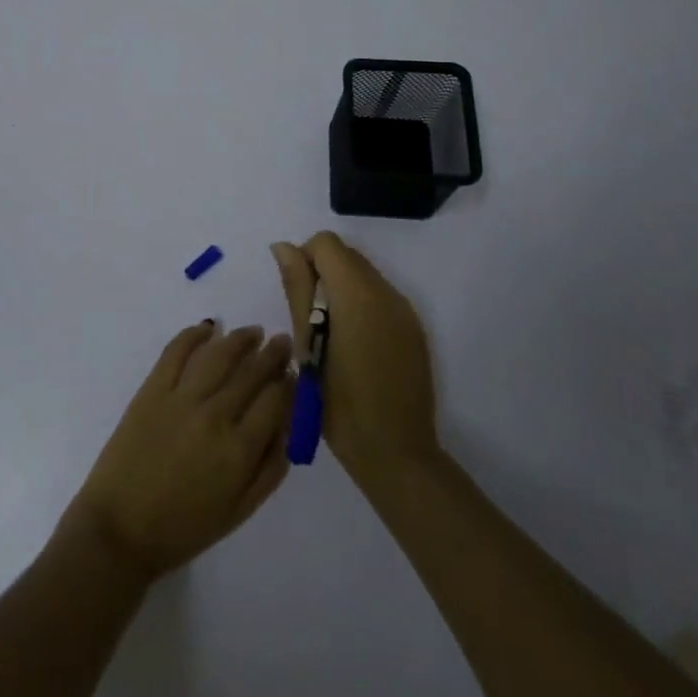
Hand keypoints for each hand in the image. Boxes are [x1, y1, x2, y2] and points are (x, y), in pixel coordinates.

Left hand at [59, 322, 293, 581]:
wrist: (120, 529)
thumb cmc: (183, 528)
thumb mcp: (238, 511)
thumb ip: (269, 471)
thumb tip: (289, 430)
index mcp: (239, 450)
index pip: (275, 401)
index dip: (289, 384)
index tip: (295, 374)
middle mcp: (215, 416)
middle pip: (252, 373)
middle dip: (273, 355)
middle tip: (282, 342)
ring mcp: (181, 398)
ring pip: (219, 355)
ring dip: (241, 339)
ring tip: (253, 332)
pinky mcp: (152, 389)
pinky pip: (176, 351)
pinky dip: (194, 334)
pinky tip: (208, 328)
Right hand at [273, 232, 440, 491]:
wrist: (395, 453)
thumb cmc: (338, 404)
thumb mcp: (306, 345)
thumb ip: (297, 289)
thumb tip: (283, 247)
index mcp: (358, 293)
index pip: (326, 243)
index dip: (304, 259)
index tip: (296, 296)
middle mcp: (386, 292)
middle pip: (347, 255)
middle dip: (322, 273)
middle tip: (309, 320)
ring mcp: (405, 310)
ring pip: (364, 275)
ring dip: (341, 290)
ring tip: (329, 336)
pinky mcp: (414, 329)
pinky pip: (381, 297)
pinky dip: (361, 305)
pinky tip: (354, 347)